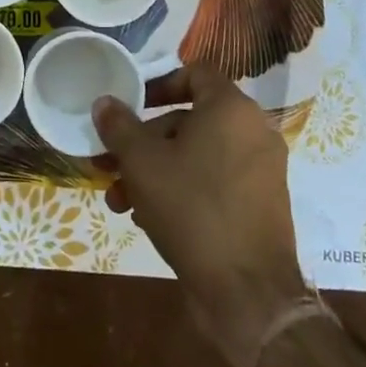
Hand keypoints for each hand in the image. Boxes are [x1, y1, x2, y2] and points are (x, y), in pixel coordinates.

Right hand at [93, 65, 309, 366]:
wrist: (248, 293)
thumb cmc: (191, 208)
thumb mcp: (142, 162)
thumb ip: (119, 126)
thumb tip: (104, 102)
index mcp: (231, 109)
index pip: (195, 73)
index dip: (158, 84)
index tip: (130, 105)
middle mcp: (253, 131)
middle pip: (189, 120)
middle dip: (143, 142)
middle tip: (109, 163)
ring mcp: (261, 171)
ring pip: (197, 155)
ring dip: (155, 171)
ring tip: (119, 199)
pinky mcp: (261, 205)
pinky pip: (214, 181)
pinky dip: (182, 189)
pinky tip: (148, 217)